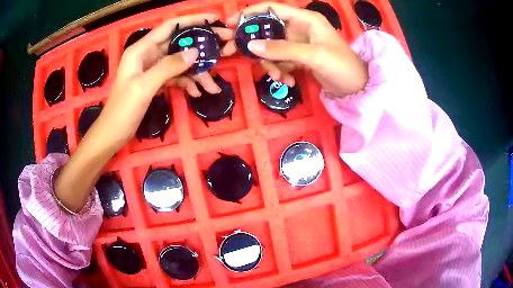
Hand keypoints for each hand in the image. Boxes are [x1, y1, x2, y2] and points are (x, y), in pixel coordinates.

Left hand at [54, 14, 234, 212]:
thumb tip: (195, 52)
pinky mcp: (156, 82)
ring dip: (197, 73)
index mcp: (142, 49)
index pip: (171, 26)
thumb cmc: (122, 110)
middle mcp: (148, 55)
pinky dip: (187, 83)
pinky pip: (176, 77)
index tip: (215, 20)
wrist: (113, 134)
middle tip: (225, 50)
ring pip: (180, 63)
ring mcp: (153, 69)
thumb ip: (168, 67)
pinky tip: (197, 93)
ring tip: (212, 86)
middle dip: (202, 47)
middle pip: (179, 44)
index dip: (192, 20)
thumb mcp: (144, 87)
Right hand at [227, 2, 367, 95]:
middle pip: (267, 30)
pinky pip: (280, 60)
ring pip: (272, 48)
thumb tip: (251, 46)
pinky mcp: (298, 57)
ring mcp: (298, 43)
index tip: (231, 23)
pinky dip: (281, 71)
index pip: (271, 8)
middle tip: (234, 53)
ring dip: (271, 63)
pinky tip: (289, 81)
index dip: (250, 13)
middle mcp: (299, 27)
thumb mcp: (313, 55)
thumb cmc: (341, 65)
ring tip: (279, 77)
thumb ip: (282, 49)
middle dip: (255, 44)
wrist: (356, 87)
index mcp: (304, 19)